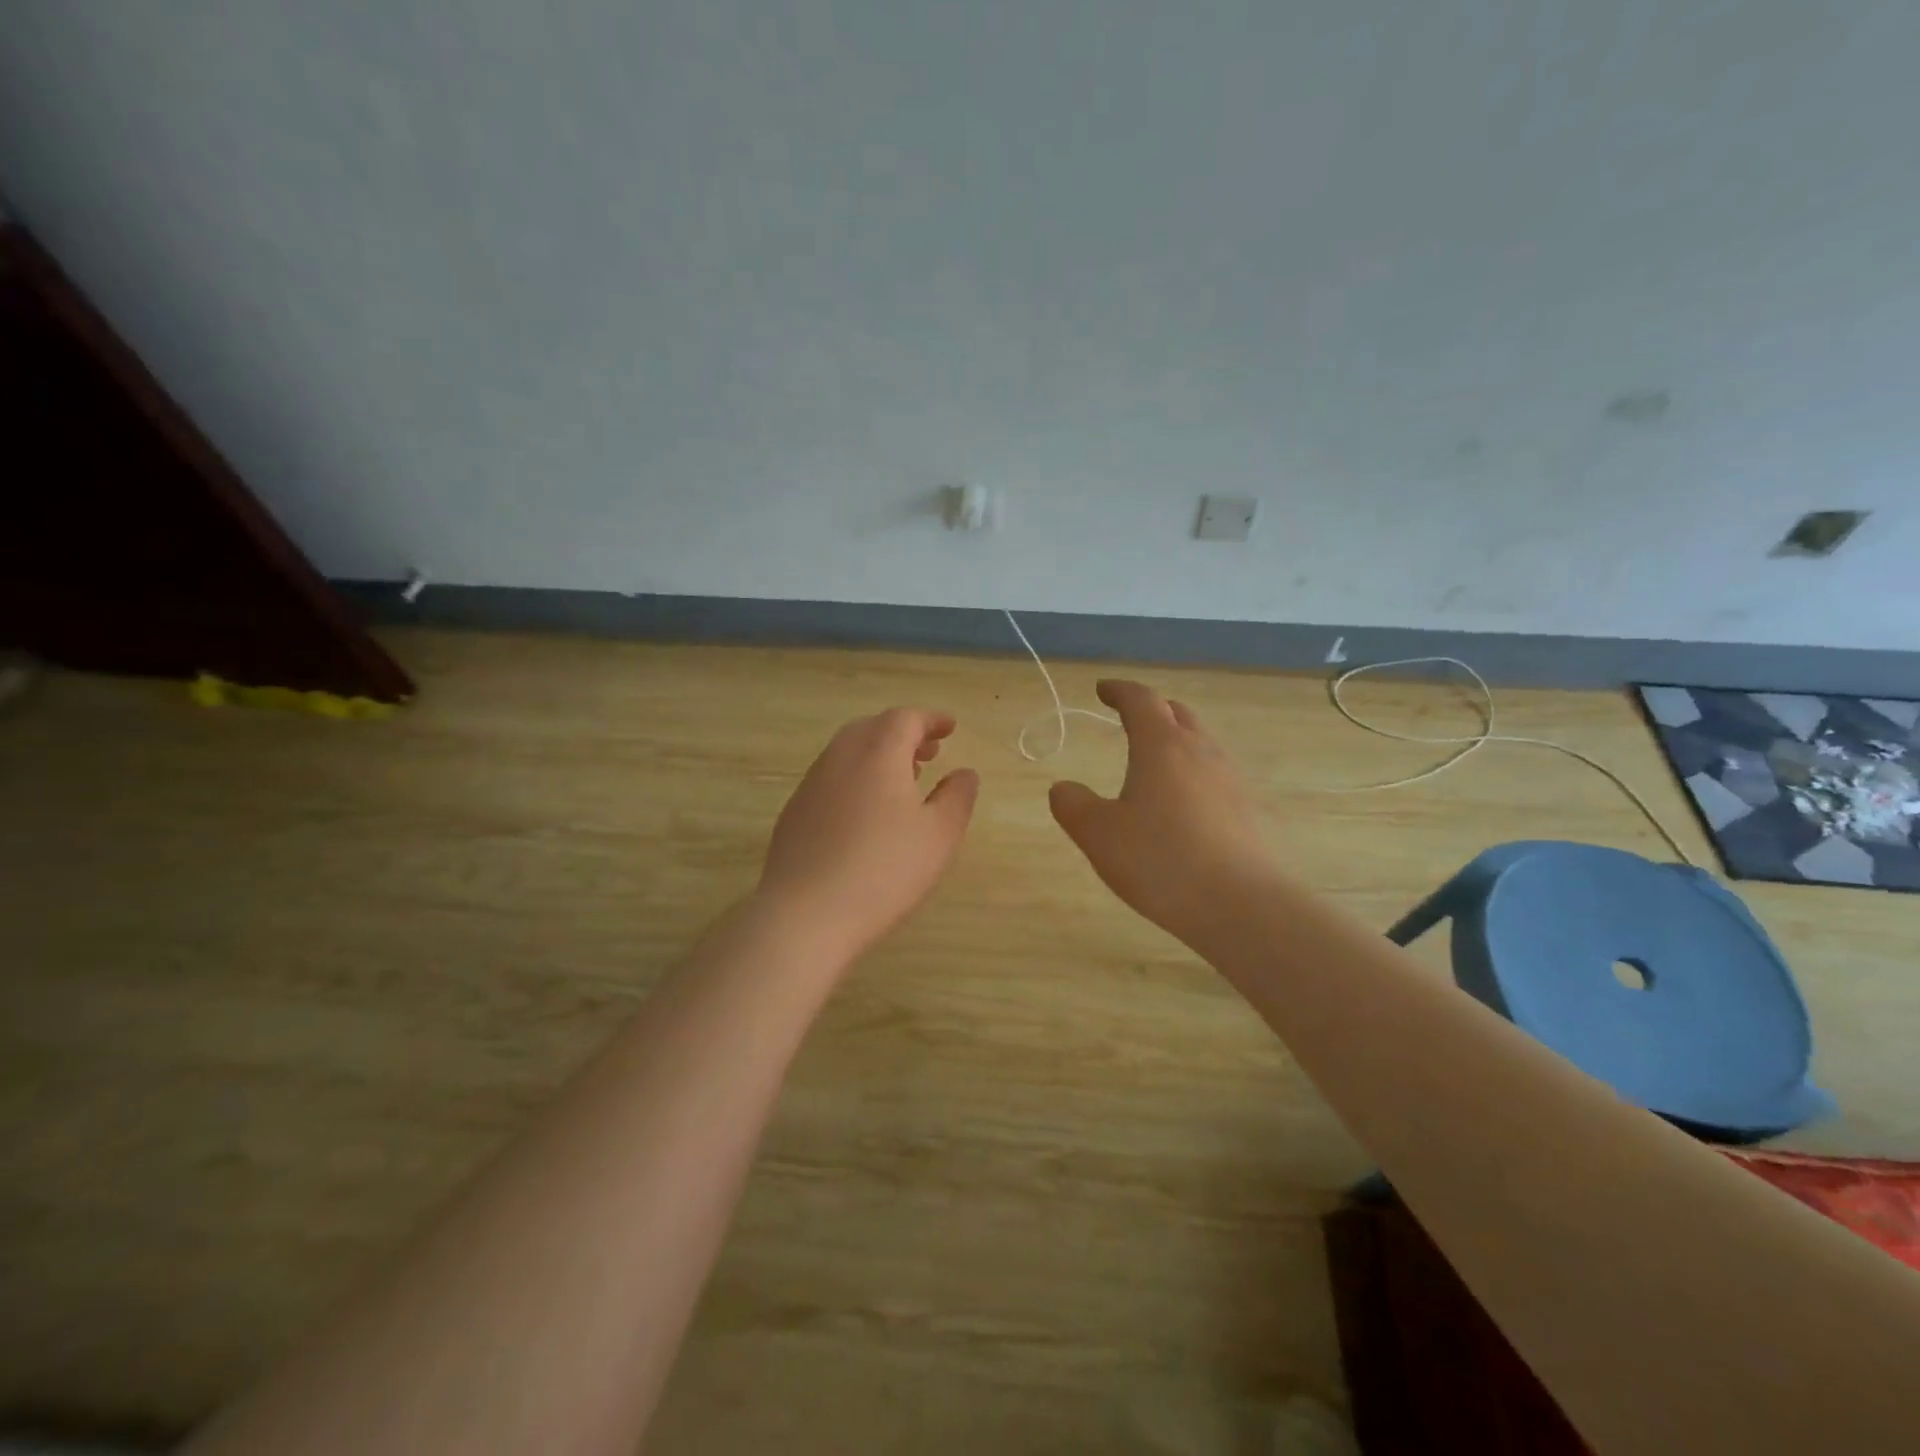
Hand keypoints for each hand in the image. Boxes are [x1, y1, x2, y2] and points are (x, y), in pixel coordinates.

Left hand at [757, 708, 979, 960]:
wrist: (806, 914)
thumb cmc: (884, 870)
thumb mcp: (939, 835)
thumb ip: (957, 797)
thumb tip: (964, 773)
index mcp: (878, 753)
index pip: (905, 719)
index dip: (931, 719)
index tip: (950, 728)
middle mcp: (840, 758)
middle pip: (872, 728)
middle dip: (903, 734)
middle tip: (928, 753)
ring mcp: (811, 784)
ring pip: (847, 753)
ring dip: (878, 755)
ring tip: (902, 781)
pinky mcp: (794, 812)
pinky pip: (831, 778)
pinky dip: (855, 778)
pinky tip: (866, 813)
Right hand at [1049, 681, 1279, 948]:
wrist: (1242, 906)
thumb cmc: (1161, 861)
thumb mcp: (1098, 834)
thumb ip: (1073, 805)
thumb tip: (1063, 788)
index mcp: (1161, 746)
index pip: (1141, 700)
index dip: (1119, 690)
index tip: (1103, 689)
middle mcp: (1200, 752)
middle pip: (1177, 714)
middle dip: (1151, 710)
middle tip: (1129, 719)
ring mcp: (1230, 779)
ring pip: (1200, 743)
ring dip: (1175, 740)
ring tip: (1154, 763)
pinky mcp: (1246, 810)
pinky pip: (1214, 774)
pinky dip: (1192, 772)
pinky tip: (1181, 804)